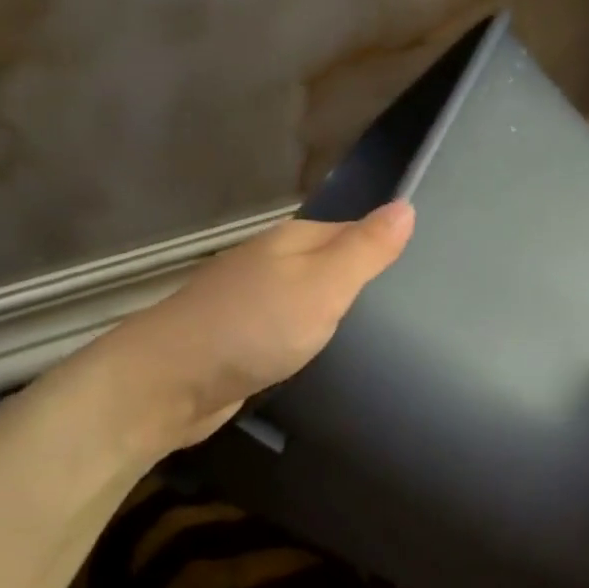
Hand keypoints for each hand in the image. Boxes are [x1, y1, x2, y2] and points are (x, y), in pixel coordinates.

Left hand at [86, 200, 414, 453]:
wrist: (167, 383)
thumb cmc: (254, 328)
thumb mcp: (323, 285)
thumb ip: (365, 249)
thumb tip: (406, 205)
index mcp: (292, 240)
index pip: (352, 231)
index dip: (382, 248)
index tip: (421, 275)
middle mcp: (270, 261)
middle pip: (328, 262)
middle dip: (360, 280)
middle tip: (407, 311)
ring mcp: (249, 299)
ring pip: (307, 296)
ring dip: (333, 310)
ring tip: (375, 334)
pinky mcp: (238, 337)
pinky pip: (287, 326)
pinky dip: (307, 335)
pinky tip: (323, 353)